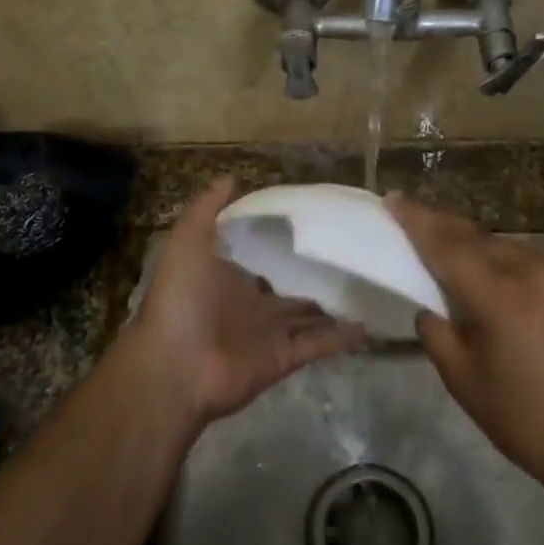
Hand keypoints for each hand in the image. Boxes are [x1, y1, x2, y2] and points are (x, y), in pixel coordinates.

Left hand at [128, 177, 367, 427]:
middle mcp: (251, 307)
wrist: (175, 367)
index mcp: (227, 280)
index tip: (311, 227)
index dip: (281, 247)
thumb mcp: (187, 242)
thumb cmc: (180, 300)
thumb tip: (232, 178)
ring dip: (334, 307)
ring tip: (367, 287)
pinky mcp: (284, 359)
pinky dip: (341, 337)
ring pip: (309, 318)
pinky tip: (368, 323)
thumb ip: (206, 209)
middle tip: (349, 257)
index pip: (260, 261)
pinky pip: (318, 345)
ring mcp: (268, 336)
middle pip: (289, 291)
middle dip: (313, 279)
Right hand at [388, 194, 543, 508]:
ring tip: (462, 262)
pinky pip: (542, 265)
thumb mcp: (466, 384)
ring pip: (512, 249)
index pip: (448, 246)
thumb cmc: (532, 425)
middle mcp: (539, 271)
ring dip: (483, 251)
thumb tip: (431, 308)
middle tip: (418, 222)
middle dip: (446, 229)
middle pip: (480, 239)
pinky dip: (517, 269)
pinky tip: (511, 289)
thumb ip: (438, 334)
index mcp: (503, 296)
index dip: (417, 221)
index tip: (393, 199)